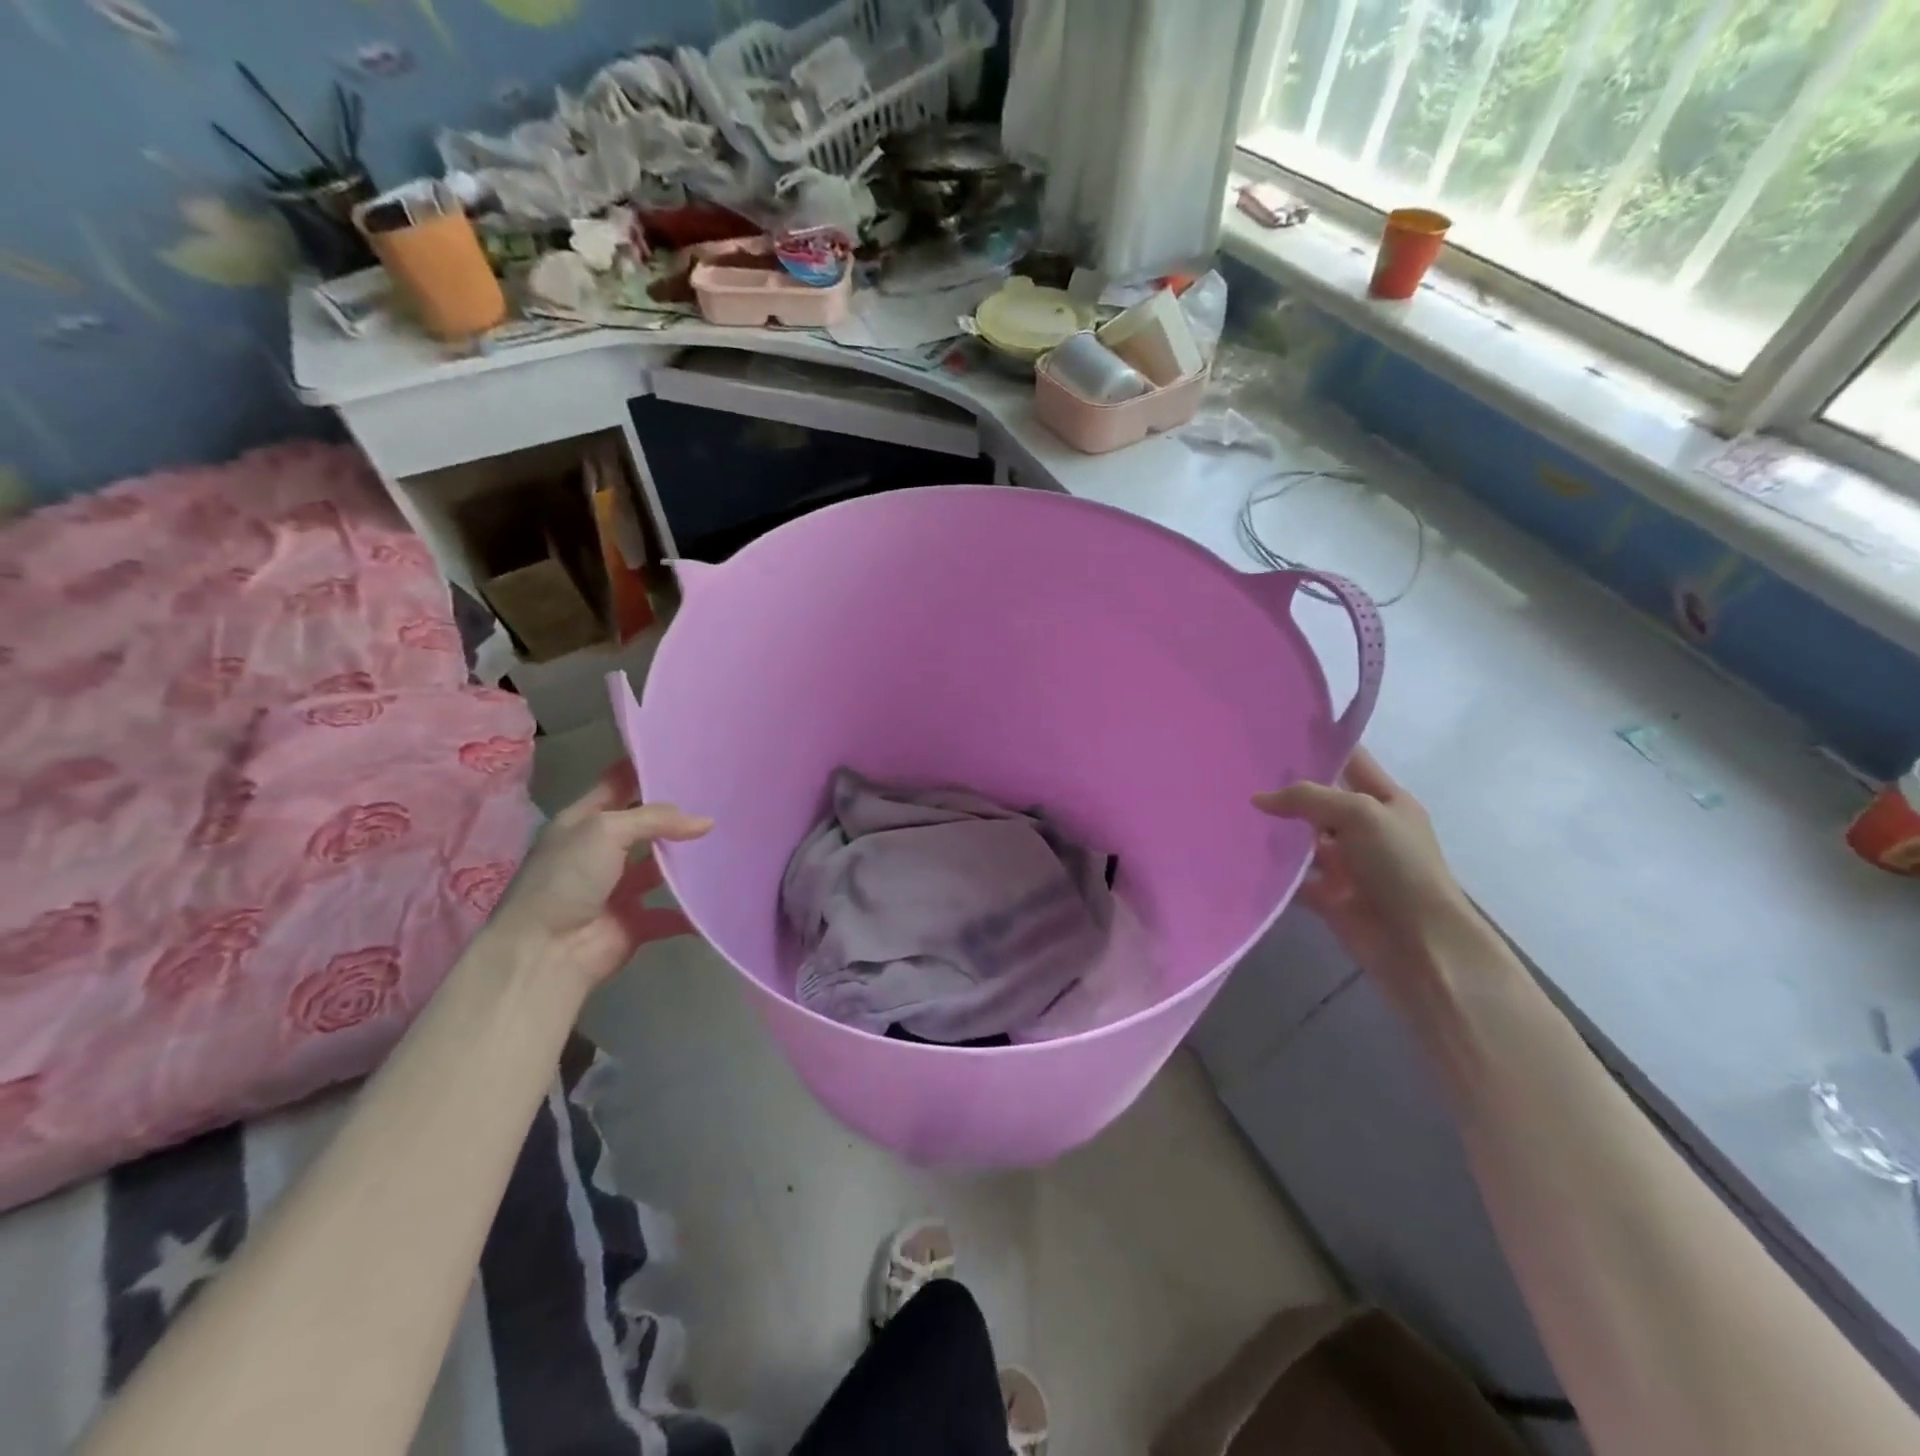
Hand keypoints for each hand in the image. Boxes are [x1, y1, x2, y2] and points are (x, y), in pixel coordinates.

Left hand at [489, 760, 710, 993]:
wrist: (545, 953)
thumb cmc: (567, 878)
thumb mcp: (606, 830)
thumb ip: (656, 819)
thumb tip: (706, 822)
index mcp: (584, 821)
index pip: (618, 784)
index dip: (646, 769)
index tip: (686, 756)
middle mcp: (601, 851)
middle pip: (646, 825)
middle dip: (678, 815)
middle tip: (721, 797)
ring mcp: (619, 888)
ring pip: (661, 868)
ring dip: (688, 860)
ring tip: (730, 841)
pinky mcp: (635, 922)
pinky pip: (671, 913)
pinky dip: (692, 910)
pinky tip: (721, 895)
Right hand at [1254, 748, 1486, 1012]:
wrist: (1419, 943)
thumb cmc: (1399, 866)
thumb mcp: (1359, 814)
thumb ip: (1307, 798)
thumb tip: (1258, 799)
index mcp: (1385, 801)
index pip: (1350, 761)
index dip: (1320, 746)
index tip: (1276, 731)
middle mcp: (1365, 828)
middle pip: (1319, 800)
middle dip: (1285, 790)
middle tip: (1238, 773)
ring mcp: (1347, 863)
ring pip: (1302, 838)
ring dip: (1276, 831)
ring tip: (1231, 812)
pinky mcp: (1328, 894)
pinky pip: (1293, 876)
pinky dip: (1274, 870)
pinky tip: (1241, 854)